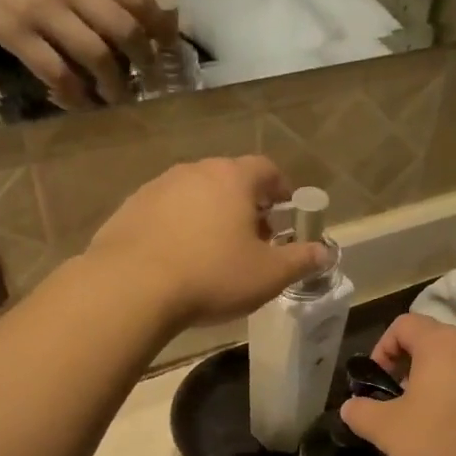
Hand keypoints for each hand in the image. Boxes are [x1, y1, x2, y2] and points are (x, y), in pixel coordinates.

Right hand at [0, 0, 165, 108]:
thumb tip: (131, 14)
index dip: (159, 28)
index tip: (164, 48)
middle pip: (127, 30)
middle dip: (144, 62)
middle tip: (148, 79)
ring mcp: (42, 8)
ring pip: (98, 56)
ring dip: (115, 85)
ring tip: (119, 98)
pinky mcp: (15, 32)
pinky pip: (58, 73)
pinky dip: (76, 95)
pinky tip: (81, 103)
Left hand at [85, 156, 328, 330]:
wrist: (131, 287)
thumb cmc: (212, 275)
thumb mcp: (269, 275)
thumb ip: (301, 260)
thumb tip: (326, 252)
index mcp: (232, 178)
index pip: (266, 169)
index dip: (281, 188)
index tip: (287, 212)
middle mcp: (194, 171)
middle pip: (229, 180)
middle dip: (247, 206)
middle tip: (256, 240)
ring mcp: (157, 187)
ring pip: (196, 195)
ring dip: (212, 216)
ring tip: (216, 253)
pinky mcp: (129, 208)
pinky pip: (166, 212)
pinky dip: (180, 228)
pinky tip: (180, 260)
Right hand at [340, 315, 455, 455]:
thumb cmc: (446, 439)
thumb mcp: (389, 431)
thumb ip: (362, 414)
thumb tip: (350, 407)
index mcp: (441, 343)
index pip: (404, 325)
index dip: (382, 348)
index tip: (377, 382)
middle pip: (434, 345)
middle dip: (410, 371)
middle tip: (399, 406)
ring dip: (439, 388)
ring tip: (430, 425)